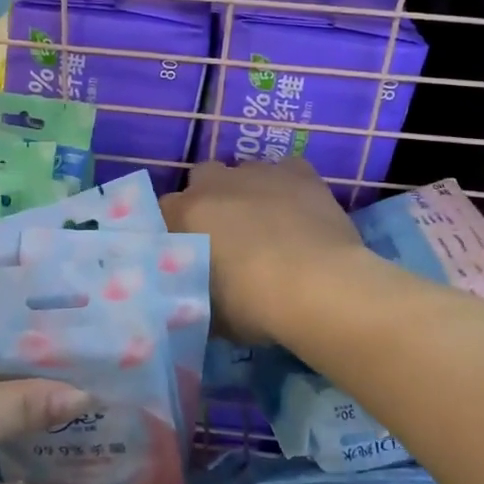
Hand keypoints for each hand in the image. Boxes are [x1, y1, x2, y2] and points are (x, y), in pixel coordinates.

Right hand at [162, 159, 367, 344]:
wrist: (320, 287)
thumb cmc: (253, 305)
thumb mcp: (208, 312)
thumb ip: (192, 292)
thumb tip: (192, 294)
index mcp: (185, 214)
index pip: (163, 212)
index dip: (176, 230)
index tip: (187, 253)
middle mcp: (216, 183)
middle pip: (202, 179)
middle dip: (210, 200)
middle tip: (226, 236)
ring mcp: (259, 172)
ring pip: (244, 173)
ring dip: (248, 193)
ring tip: (268, 226)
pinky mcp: (299, 172)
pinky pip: (286, 171)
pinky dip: (287, 187)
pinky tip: (298, 211)